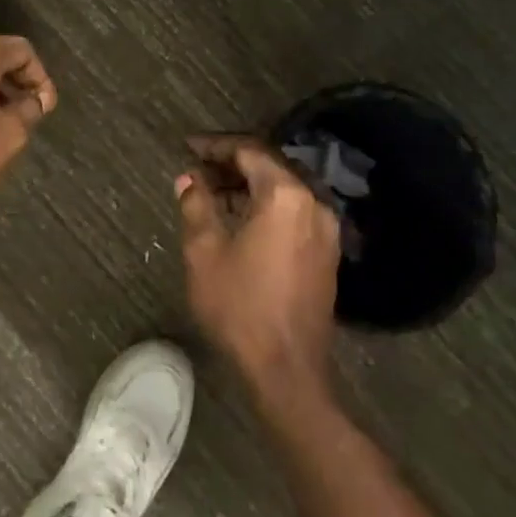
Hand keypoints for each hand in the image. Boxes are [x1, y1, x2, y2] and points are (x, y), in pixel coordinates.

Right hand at [178, 134, 340, 407]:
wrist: (288, 370)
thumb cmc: (241, 306)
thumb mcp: (205, 252)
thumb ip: (196, 204)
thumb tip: (189, 178)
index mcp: (285, 195)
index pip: (249, 151)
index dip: (216, 145)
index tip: (188, 147)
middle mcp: (313, 202)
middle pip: (270, 166)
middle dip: (232, 163)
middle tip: (198, 168)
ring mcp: (325, 228)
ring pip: (283, 189)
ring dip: (249, 185)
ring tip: (212, 192)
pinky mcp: (327, 251)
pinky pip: (294, 211)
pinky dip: (266, 205)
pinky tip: (240, 218)